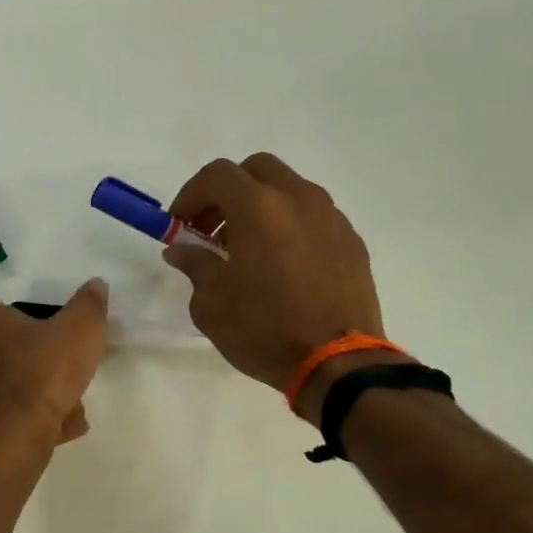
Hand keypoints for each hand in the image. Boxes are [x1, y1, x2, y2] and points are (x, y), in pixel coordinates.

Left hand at [0, 282, 109, 450]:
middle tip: (53, 381)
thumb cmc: (37, 374)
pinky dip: (0, 424)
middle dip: (16, 364)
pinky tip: (37, 435)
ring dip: (10, 396)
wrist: (7, 441)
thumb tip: (96, 286)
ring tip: (55, 416)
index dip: (23, 327)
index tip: (48, 345)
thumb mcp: (78, 333)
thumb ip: (88, 305)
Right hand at [164, 154, 394, 420]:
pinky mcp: (352, 242)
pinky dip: (291, 227)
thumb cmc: (264, 330)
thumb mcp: (211, 303)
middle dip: (228, 192)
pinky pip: (314, 218)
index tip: (180, 225)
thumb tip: (182, 249)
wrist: (336, 363)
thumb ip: (195, 265)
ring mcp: (331, 218)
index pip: (216, 175)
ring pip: (290, 190)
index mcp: (259, 207)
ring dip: (262, 208)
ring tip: (248, 251)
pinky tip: (283, 267)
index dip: (190, 195)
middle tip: (213, 230)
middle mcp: (299, 199)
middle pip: (257, 169)